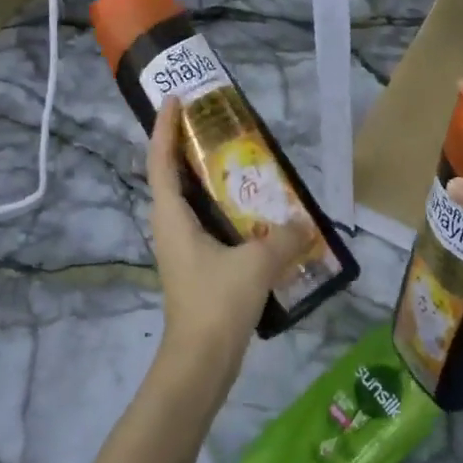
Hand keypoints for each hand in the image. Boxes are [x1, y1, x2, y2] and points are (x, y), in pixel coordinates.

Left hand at [144, 98, 308, 374]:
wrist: (199, 364)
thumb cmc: (216, 304)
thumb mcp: (256, 264)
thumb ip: (283, 237)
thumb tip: (302, 222)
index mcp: (171, 216)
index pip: (160, 160)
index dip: (164, 127)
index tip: (174, 98)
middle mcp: (170, 226)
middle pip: (172, 175)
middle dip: (188, 145)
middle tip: (215, 123)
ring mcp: (181, 248)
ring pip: (190, 200)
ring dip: (208, 178)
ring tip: (240, 159)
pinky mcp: (195, 266)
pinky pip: (206, 222)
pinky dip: (224, 207)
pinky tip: (254, 210)